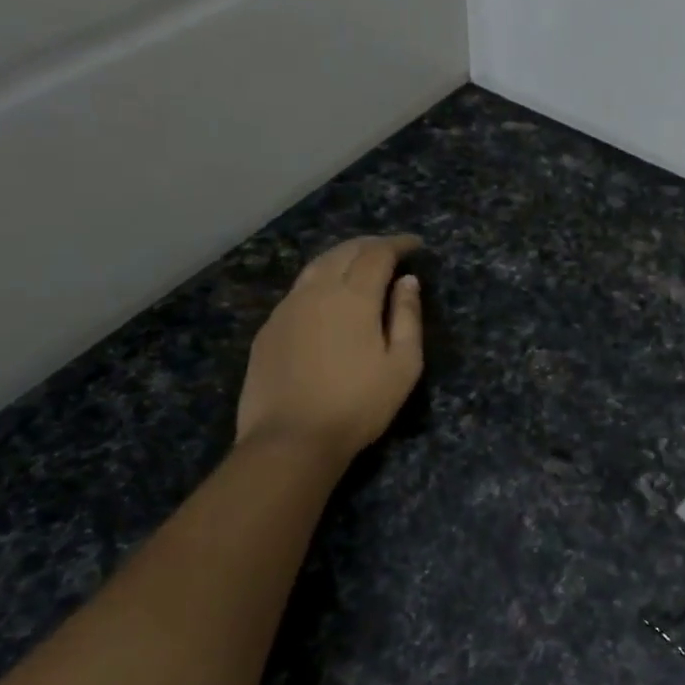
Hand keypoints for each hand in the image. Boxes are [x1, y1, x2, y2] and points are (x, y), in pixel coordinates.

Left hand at [235, 235, 423, 469]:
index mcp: (353, 297)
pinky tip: (328, 296)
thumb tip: (408, 282)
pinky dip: (321, 279)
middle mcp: (316, 292)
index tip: (416, 245)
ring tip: (360, 265)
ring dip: (342, 257)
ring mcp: (287, 309)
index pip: (377, 254)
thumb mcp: (403, 365)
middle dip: (370, 245)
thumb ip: (407, 317)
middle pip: (344, 251)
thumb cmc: (358, 404)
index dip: (398, 244)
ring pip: (316, 266)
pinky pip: (299, 289)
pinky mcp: (269, 329)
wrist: (290, 439)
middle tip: (391, 250)